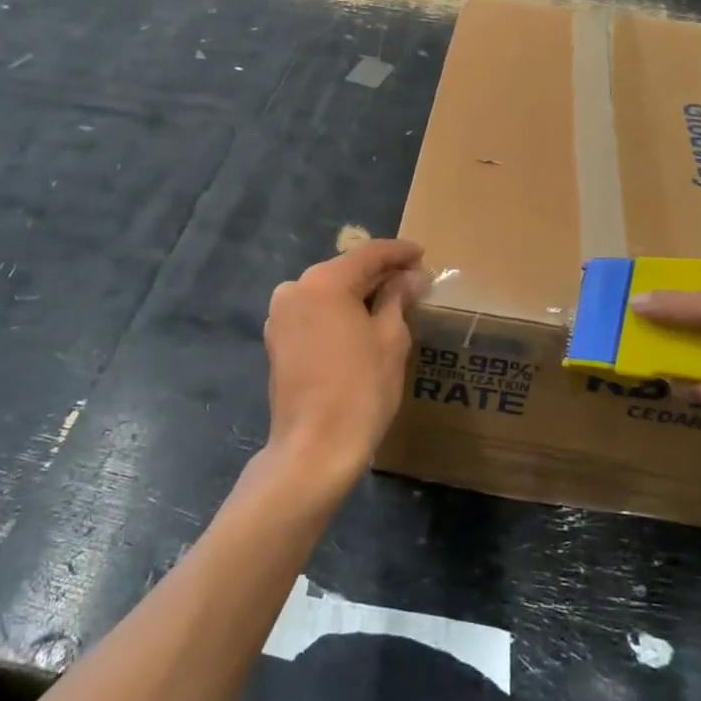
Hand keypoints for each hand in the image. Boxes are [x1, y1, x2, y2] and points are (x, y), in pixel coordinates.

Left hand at [263, 239, 428, 493]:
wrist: (314, 448)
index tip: (423, 254)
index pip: (368, 254)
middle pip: (344, 270)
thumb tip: (412, 277)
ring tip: (393, 303)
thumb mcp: (390, 339)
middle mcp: (294, 289)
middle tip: (413, 280)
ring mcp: (280, 316)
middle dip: (379, 274)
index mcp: (323, 281)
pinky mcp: (277, 342)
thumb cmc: (360, 389)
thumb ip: (398, 299)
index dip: (399, 252)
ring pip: (327, 293)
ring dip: (358, 295)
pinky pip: (314, 314)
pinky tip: (362, 324)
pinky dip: (339, 313)